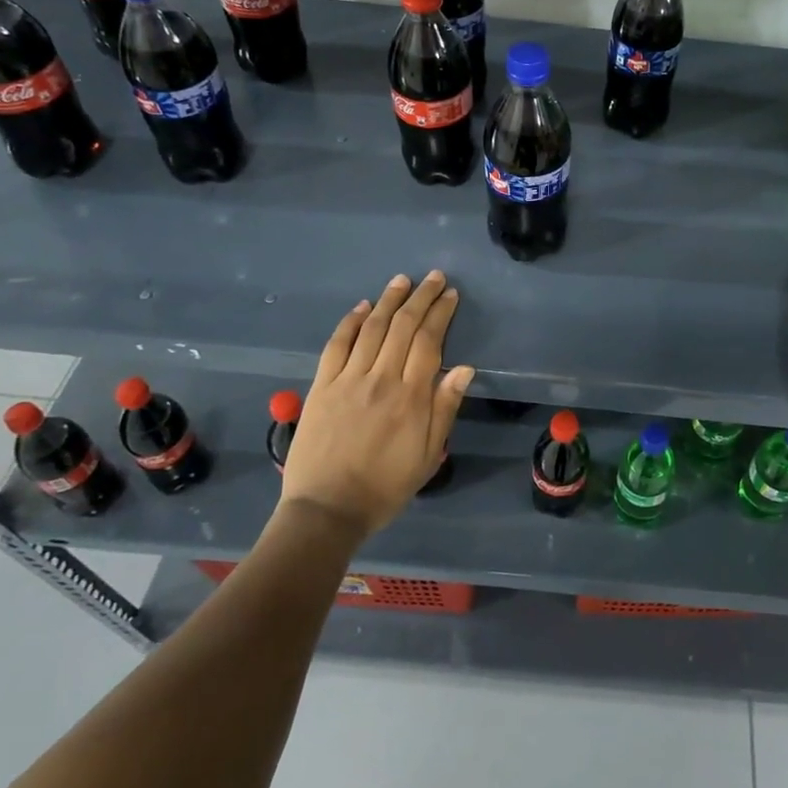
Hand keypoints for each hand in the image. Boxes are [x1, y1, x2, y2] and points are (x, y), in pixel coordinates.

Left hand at [280, 271, 473, 536]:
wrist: (326, 510)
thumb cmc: (386, 487)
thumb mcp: (428, 455)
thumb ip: (445, 409)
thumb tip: (465, 368)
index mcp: (411, 397)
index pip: (430, 342)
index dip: (441, 314)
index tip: (450, 295)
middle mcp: (381, 379)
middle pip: (403, 326)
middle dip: (421, 297)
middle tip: (433, 277)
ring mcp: (348, 380)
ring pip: (372, 328)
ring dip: (389, 300)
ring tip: (402, 281)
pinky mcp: (322, 386)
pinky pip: (337, 345)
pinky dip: (351, 322)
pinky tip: (363, 307)